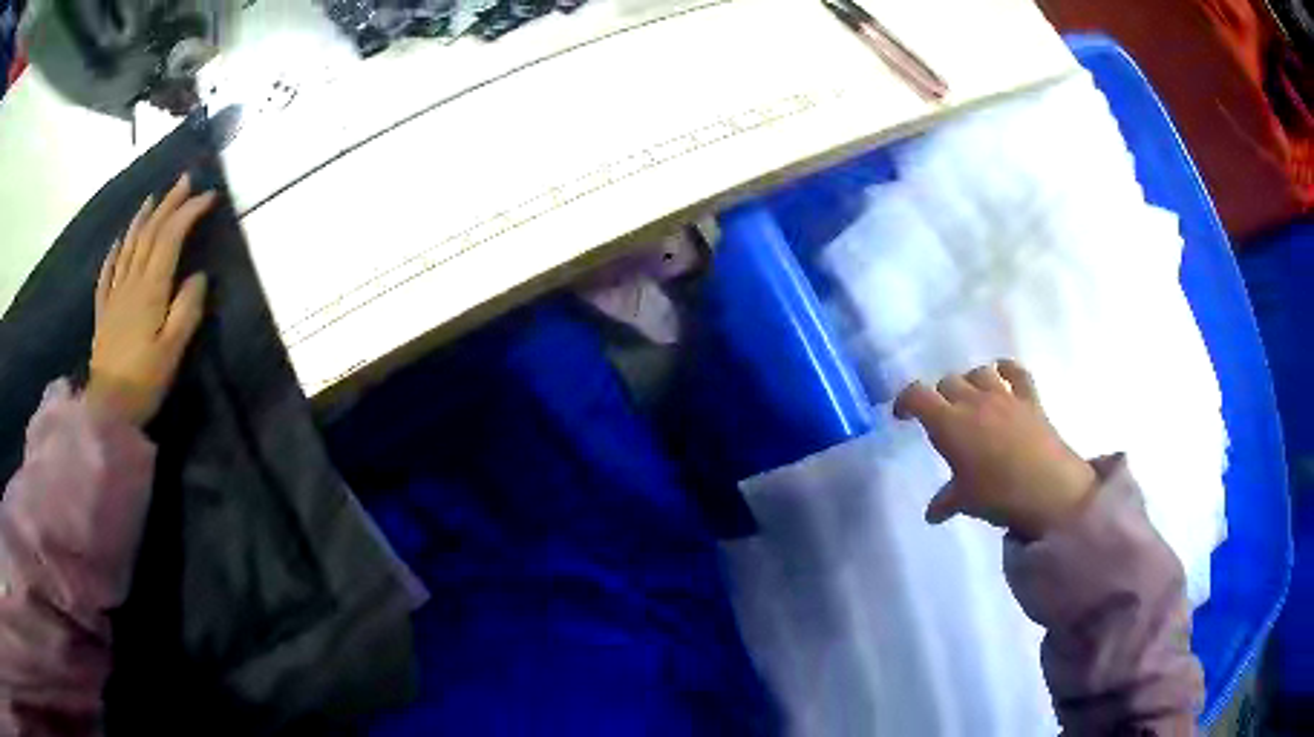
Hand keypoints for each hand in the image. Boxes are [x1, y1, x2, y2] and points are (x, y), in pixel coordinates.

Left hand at [86, 174, 216, 426]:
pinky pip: (107, 273)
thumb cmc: (143, 382)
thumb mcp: (172, 351)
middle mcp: (130, 282)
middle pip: (149, 233)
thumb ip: (187, 310)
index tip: (209, 197)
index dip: (189, 213)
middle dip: (169, 204)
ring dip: (143, 218)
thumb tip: (199, 276)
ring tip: (154, 198)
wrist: (107, 410)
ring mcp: (114, 295)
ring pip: (128, 245)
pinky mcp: (103, 312)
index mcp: (150, 289)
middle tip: (186, 181)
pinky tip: (118, 242)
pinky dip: (115, 252)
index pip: (170, 238)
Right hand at [893, 360, 1096, 540]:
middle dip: (940, 396)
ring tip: (971, 399)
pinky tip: (1002, 376)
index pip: (917, 396)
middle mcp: (973, 401)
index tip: (902, 415)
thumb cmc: (999, 495)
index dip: (905, 400)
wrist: (1050, 489)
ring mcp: (1004, 395)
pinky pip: (1015, 371)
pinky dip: (1006, 369)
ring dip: (970, 382)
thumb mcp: (966, 502)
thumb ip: (945, 501)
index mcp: (950, 424)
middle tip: (941, 418)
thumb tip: (932, 514)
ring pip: (978, 372)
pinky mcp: (1029, 398)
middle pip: (948, 382)